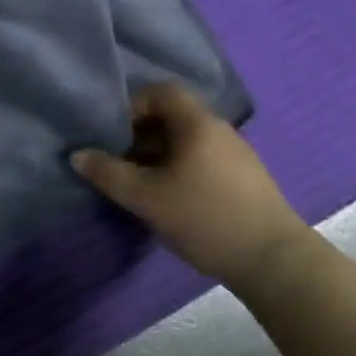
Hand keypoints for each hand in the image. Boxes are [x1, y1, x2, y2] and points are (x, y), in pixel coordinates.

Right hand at [71, 83, 312, 288]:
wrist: (277, 264)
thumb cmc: (206, 218)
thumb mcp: (145, 197)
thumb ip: (107, 173)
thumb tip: (77, 155)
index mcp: (197, 124)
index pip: (161, 92)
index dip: (132, 105)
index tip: (113, 132)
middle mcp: (219, 131)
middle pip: (172, 117)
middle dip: (139, 135)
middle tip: (118, 160)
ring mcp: (236, 156)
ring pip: (186, 142)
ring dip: (157, 156)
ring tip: (139, 184)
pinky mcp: (245, 181)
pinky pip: (201, 161)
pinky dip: (178, 171)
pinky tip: (169, 200)